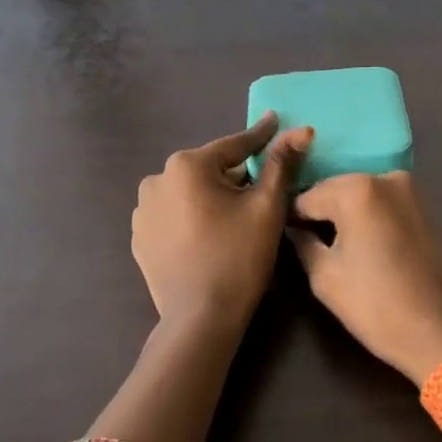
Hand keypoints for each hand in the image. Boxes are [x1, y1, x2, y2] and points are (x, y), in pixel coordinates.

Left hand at [132, 113, 312, 328]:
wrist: (200, 318)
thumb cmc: (238, 257)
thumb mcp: (267, 207)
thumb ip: (282, 164)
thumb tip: (302, 129)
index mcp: (187, 165)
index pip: (234, 146)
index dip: (260, 137)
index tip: (275, 123)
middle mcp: (156, 179)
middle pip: (210, 170)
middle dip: (234, 176)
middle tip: (260, 192)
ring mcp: (142, 210)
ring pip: (189, 193)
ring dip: (210, 197)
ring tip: (233, 220)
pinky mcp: (139, 237)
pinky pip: (173, 216)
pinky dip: (191, 218)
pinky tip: (207, 237)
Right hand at [289, 171, 441, 383]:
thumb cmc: (377, 306)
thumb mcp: (325, 278)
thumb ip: (303, 243)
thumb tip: (295, 229)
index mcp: (357, 190)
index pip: (307, 196)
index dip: (291, 217)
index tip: (284, 235)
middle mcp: (385, 177)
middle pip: (336, 188)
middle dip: (320, 211)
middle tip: (307, 242)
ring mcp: (411, 189)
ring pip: (362, 194)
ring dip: (346, 213)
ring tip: (336, 246)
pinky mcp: (426, 206)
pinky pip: (384, 203)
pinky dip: (370, 216)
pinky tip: (364, 243)